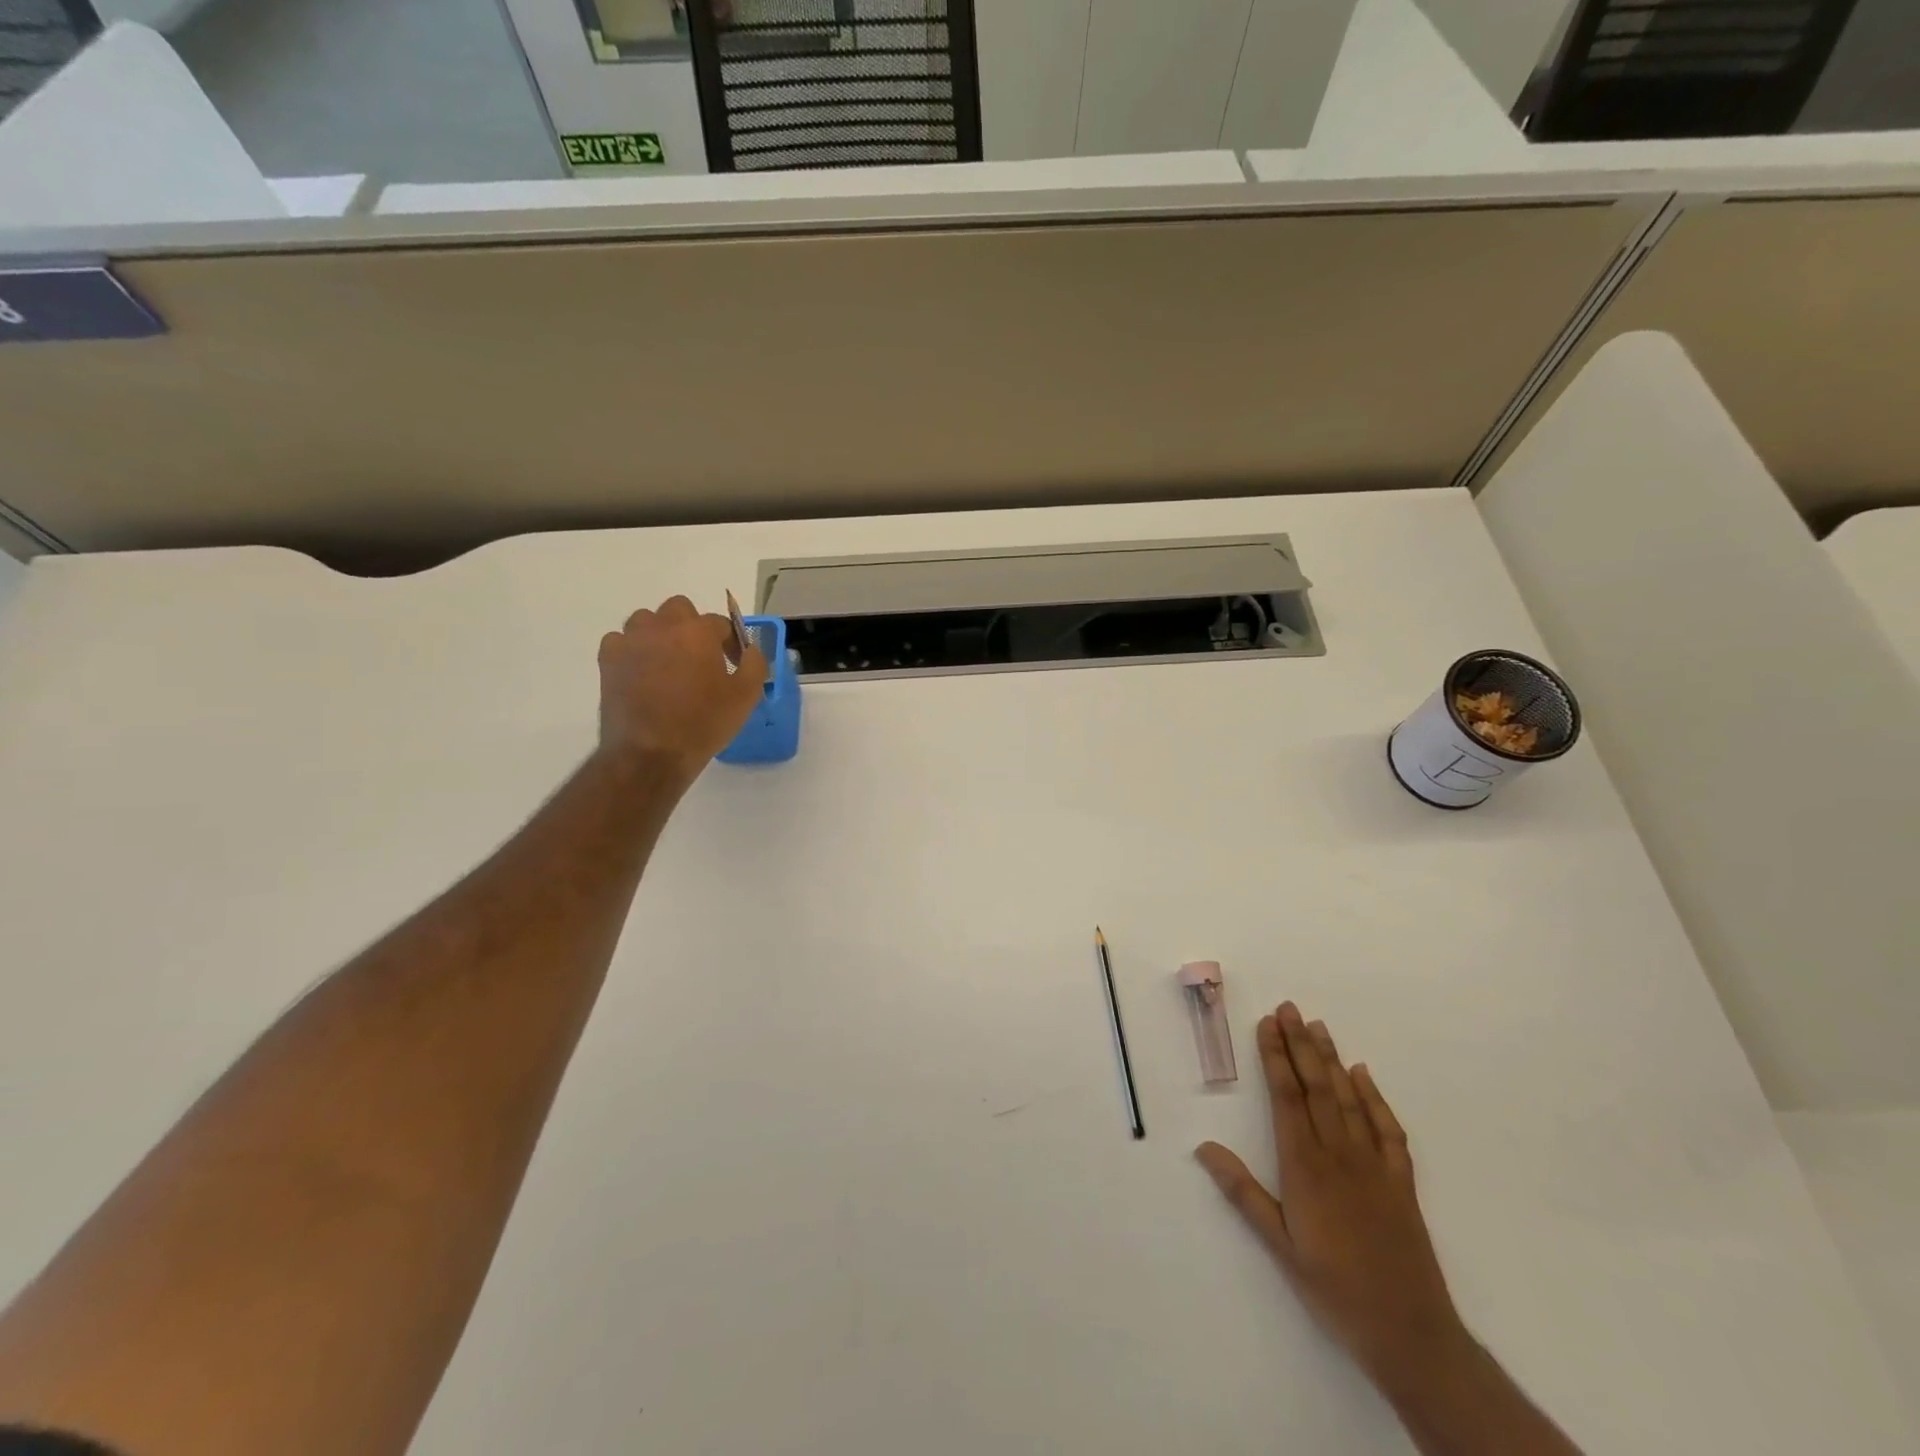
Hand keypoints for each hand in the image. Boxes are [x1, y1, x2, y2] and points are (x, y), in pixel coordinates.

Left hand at [597, 596, 766, 781]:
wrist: (650, 754)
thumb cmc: (703, 724)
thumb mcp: (746, 696)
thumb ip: (755, 664)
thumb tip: (750, 650)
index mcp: (698, 632)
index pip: (720, 623)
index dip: (731, 642)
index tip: (734, 664)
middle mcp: (662, 627)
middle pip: (679, 609)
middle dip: (692, 627)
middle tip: (701, 657)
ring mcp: (631, 641)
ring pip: (646, 620)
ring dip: (660, 634)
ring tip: (669, 663)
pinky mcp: (608, 660)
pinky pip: (620, 641)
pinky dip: (633, 650)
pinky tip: (642, 672)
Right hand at [1195, 1003, 1465, 1383]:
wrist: (1410, 1334)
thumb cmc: (1334, 1289)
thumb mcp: (1279, 1247)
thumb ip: (1243, 1193)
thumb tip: (1204, 1147)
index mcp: (1305, 1167)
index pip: (1286, 1098)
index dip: (1275, 1057)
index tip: (1267, 1024)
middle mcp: (1339, 1154)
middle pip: (1317, 1087)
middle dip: (1300, 1045)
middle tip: (1289, 1008)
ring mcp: (1374, 1165)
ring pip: (1349, 1099)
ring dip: (1332, 1060)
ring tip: (1318, 1026)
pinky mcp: (1401, 1182)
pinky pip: (1387, 1129)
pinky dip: (1375, 1098)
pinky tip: (1363, 1074)